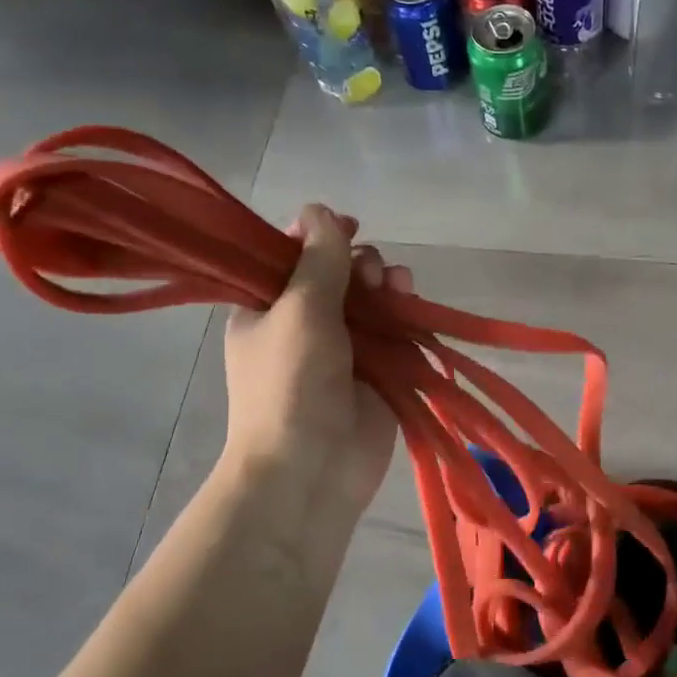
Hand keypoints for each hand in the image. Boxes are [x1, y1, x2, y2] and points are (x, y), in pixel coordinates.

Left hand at [221, 204, 409, 522]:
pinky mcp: (378, 370)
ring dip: (384, 282)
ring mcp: (343, 348)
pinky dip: (404, 311)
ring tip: (393, 284)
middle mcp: (304, 323)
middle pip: (337, 273)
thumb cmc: (291, 383)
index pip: (289, 256)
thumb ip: (318, 258)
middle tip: (365, 272)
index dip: (316, 235)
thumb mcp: (298, 309)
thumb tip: (318, 208)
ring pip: (370, 298)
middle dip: (356, 261)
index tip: (344, 225)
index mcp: (266, 308)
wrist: (312, 468)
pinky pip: (394, 328)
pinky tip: (410, 299)